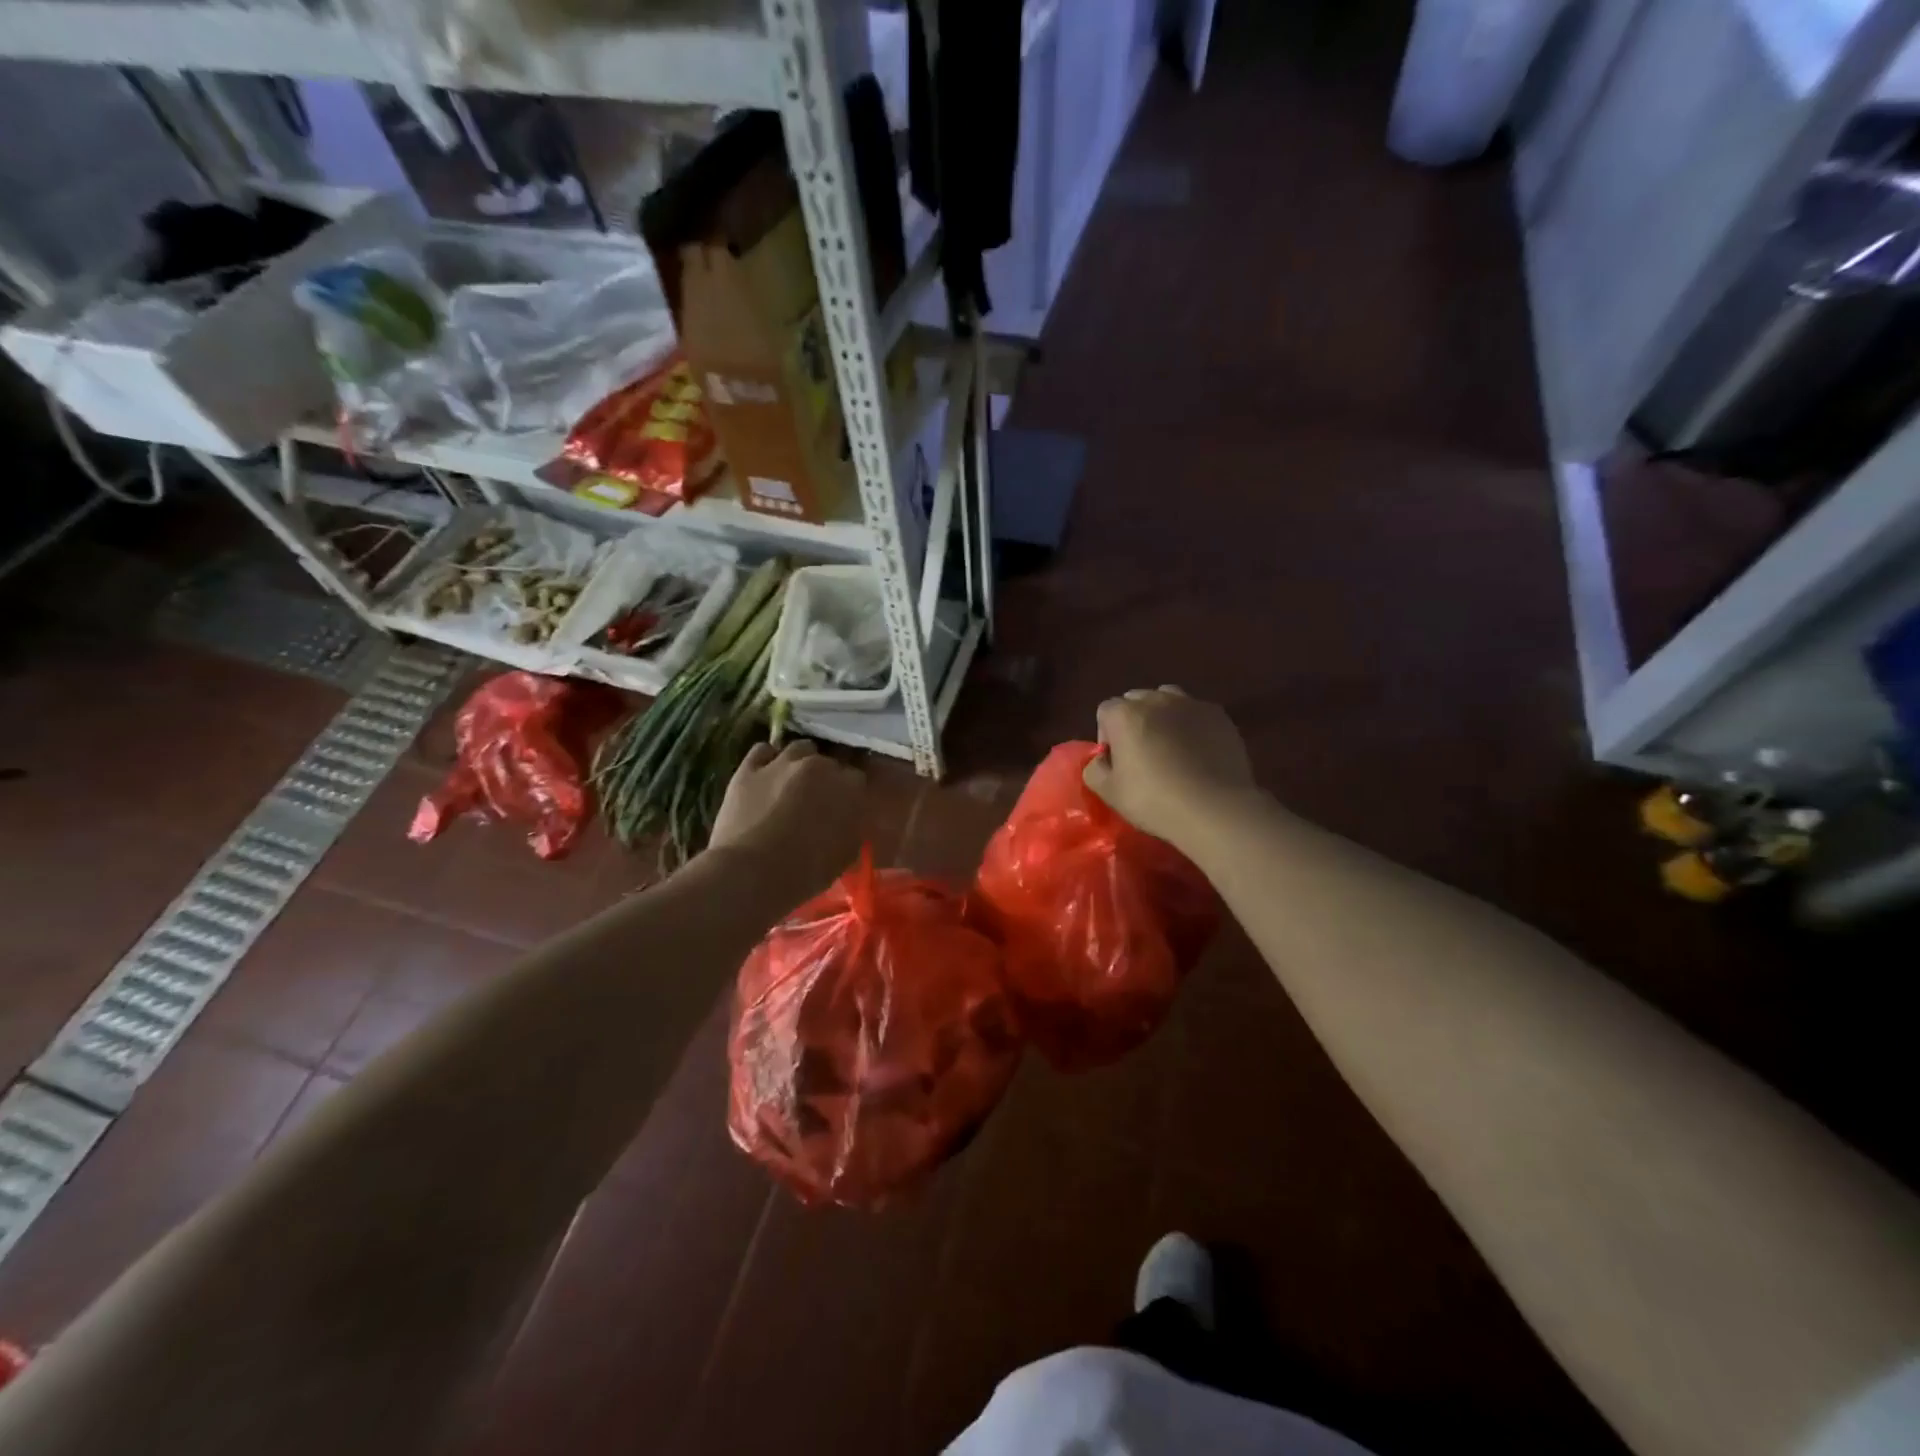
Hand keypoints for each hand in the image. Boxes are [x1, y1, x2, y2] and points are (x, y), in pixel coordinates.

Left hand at [708, 741, 864, 900]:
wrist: (752, 873)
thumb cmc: (806, 871)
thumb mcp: (845, 855)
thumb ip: (852, 827)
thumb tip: (848, 819)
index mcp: (849, 787)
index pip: (857, 779)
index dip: (849, 794)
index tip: (844, 809)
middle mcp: (820, 765)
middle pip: (829, 762)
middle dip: (826, 778)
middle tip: (817, 801)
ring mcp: (782, 762)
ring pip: (799, 748)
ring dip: (801, 762)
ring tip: (793, 783)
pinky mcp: (749, 768)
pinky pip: (763, 751)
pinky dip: (768, 759)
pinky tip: (766, 775)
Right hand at [1083, 686, 1254, 856]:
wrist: (1215, 809)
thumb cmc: (1154, 801)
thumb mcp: (1108, 793)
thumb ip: (1094, 769)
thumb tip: (1101, 760)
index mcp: (1125, 714)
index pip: (1105, 711)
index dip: (1107, 735)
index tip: (1116, 761)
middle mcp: (1156, 700)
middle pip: (1136, 700)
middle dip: (1133, 721)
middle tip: (1141, 753)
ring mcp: (1191, 704)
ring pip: (1168, 699)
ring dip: (1163, 717)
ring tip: (1170, 746)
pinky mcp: (1219, 716)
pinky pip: (1196, 712)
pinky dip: (1191, 725)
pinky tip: (1198, 752)